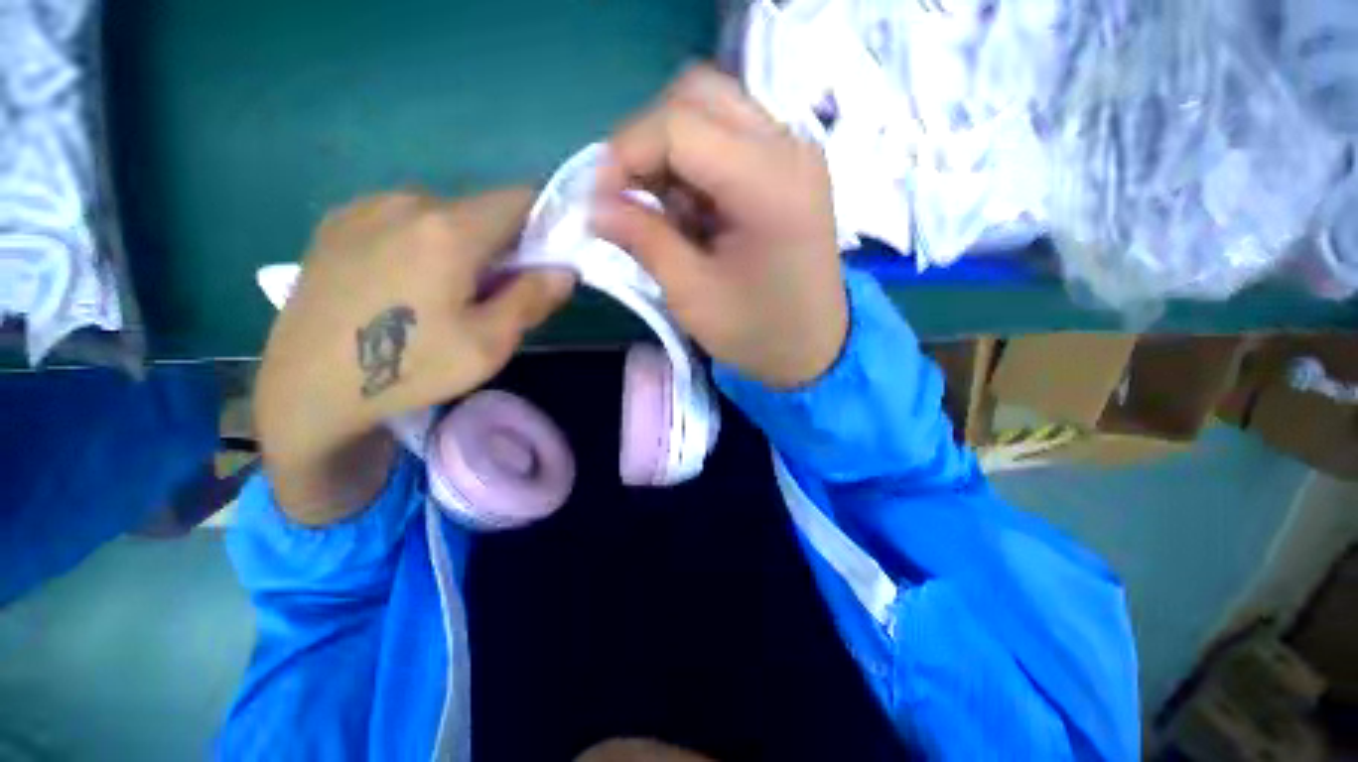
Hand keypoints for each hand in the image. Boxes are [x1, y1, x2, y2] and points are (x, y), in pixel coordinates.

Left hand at [255, 188, 574, 522]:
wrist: (306, 388)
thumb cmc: (407, 367)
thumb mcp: (489, 345)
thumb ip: (532, 299)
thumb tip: (562, 269)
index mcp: (448, 229)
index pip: (520, 198)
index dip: (545, 222)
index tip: (546, 259)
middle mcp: (406, 201)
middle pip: (481, 209)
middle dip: (503, 243)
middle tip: (495, 292)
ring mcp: (365, 207)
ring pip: (443, 214)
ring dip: (462, 244)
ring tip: (444, 292)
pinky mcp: (337, 223)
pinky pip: (403, 219)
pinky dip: (423, 242)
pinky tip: (402, 284)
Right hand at [592, 66, 846, 388]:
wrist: (815, 347)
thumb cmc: (757, 332)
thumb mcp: (692, 295)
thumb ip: (643, 240)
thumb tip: (594, 205)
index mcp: (769, 186)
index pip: (679, 125)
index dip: (625, 154)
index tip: (600, 200)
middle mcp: (789, 148)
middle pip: (697, 95)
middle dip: (648, 142)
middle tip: (631, 196)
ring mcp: (794, 151)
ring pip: (711, 108)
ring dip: (671, 152)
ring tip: (668, 213)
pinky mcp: (789, 165)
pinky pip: (728, 135)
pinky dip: (695, 163)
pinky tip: (694, 211)